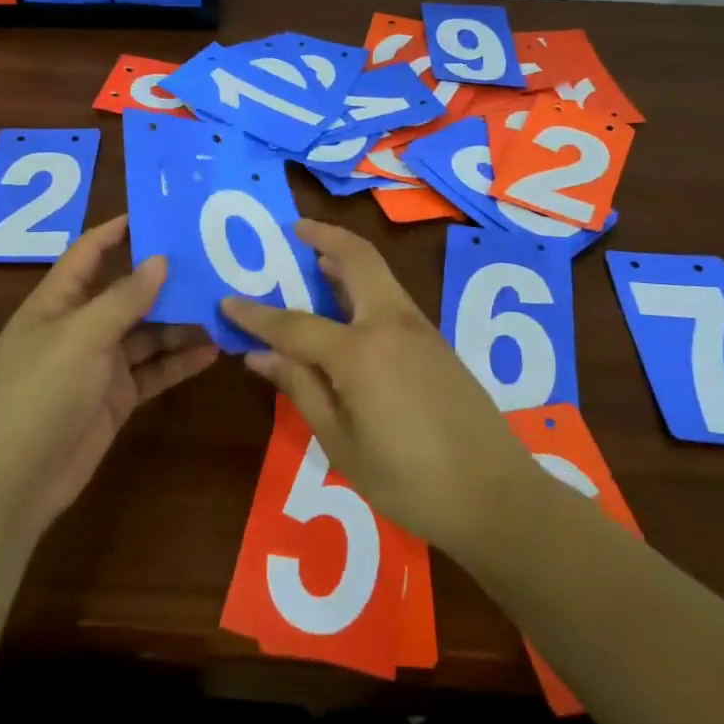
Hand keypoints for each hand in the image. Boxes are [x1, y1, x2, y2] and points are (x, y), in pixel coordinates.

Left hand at [0, 216, 218, 543]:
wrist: (13, 481)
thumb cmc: (39, 392)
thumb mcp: (82, 336)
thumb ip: (124, 298)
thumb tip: (160, 259)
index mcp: (57, 302)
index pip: (89, 253)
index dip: (118, 231)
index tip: (159, 212)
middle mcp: (79, 327)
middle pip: (126, 293)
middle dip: (165, 280)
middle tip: (212, 261)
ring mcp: (98, 365)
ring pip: (146, 334)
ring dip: (180, 323)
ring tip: (223, 306)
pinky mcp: (115, 398)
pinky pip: (153, 371)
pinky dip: (179, 362)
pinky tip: (213, 352)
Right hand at [220, 220, 533, 558]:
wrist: (496, 495)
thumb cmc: (409, 480)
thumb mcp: (341, 443)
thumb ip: (300, 389)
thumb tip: (258, 355)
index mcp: (360, 351)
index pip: (294, 324)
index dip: (256, 315)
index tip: (226, 301)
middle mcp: (390, 324)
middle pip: (356, 259)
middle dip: (324, 236)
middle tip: (295, 229)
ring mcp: (419, 328)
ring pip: (379, 272)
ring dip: (346, 257)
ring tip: (316, 257)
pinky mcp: (436, 341)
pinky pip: (391, 295)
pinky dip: (365, 283)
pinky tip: (349, 304)